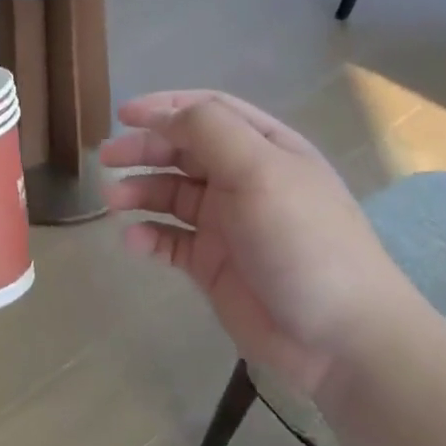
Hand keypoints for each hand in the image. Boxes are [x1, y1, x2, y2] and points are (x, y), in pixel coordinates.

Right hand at [100, 91, 422, 398]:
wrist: (339, 337)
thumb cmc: (303, 240)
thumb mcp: (260, 171)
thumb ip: (210, 131)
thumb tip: (163, 116)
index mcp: (265, 148)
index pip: (209, 111)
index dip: (166, 107)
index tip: (124, 115)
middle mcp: (244, 179)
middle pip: (183, 151)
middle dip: (144, 149)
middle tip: (107, 158)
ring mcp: (227, 223)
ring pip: (171, 195)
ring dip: (140, 192)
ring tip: (112, 201)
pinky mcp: (213, 264)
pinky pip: (170, 241)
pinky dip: (148, 237)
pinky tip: (134, 242)